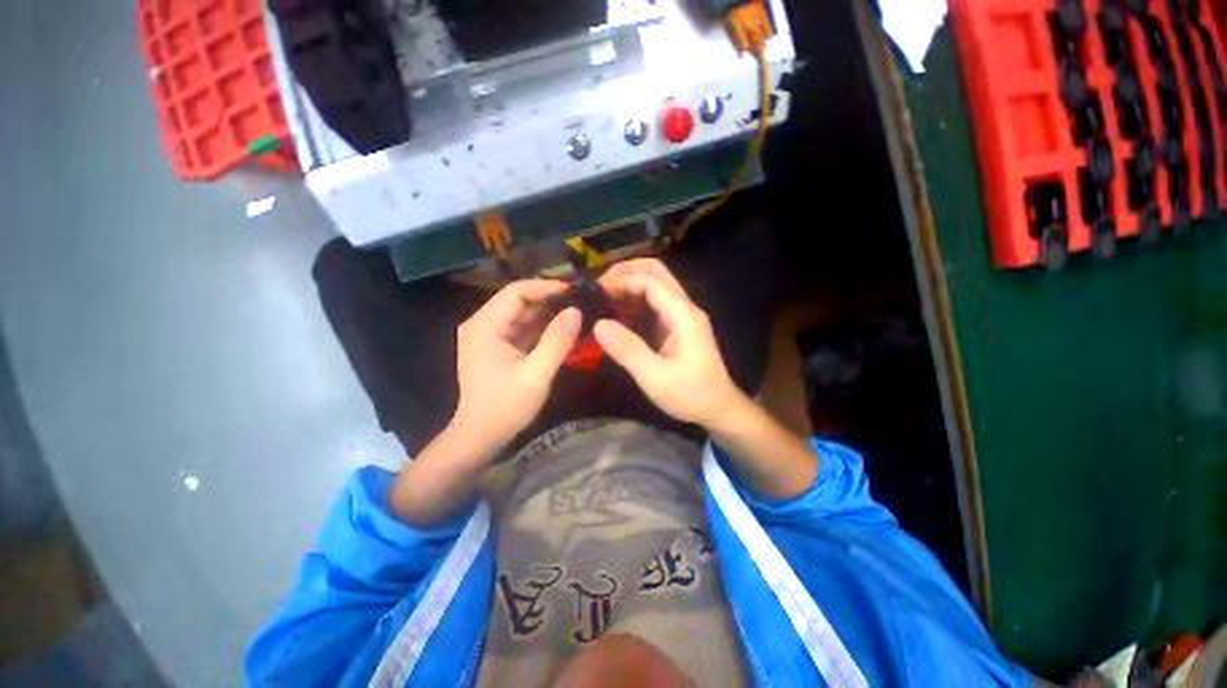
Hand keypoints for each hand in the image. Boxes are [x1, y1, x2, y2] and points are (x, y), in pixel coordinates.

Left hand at [452, 279, 579, 452]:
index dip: (546, 287)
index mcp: (485, 326)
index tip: (575, 292)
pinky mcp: (497, 346)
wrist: (480, 437)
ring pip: (522, 314)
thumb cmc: (505, 408)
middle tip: (581, 302)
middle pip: (519, 300)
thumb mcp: (536, 375)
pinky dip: (542, 328)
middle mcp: (483, 324)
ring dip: (548, 313)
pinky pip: (522, 328)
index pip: (516, 291)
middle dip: (550, 300)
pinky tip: (563, 330)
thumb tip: (576, 311)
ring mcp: (489, 335)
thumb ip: (557, 341)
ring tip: (577, 313)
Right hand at [595, 259, 746, 427]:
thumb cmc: (691, 395)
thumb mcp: (655, 377)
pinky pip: (654, 305)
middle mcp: (684, 308)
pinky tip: (617, 315)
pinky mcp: (677, 328)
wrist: (719, 409)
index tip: (596, 291)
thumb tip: (598, 324)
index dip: (622, 280)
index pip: (651, 281)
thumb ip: (628, 350)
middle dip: (626, 273)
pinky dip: (634, 303)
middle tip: (599, 287)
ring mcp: (682, 317)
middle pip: (656, 273)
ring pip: (655, 287)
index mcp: (683, 315)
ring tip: (603, 299)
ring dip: (629, 286)